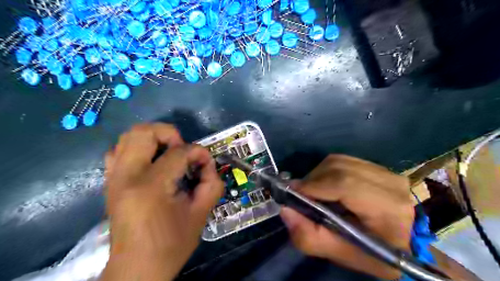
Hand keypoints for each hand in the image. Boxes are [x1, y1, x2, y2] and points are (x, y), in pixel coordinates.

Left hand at [101, 124, 222, 280]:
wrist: (137, 269)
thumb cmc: (171, 244)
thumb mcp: (201, 214)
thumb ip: (212, 183)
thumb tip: (208, 163)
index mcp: (150, 186)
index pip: (178, 152)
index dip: (198, 152)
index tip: (207, 163)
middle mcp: (126, 176)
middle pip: (145, 132)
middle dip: (170, 134)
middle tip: (183, 151)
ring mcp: (114, 177)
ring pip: (128, 136)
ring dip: (154, 138)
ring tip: (169, 154)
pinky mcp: (110, 182)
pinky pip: (119, 150)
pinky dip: (138, 148)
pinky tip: (152, 162)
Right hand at [280, 154, 413, 279]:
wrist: (402, 243)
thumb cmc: (373, 253)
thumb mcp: (340, 253)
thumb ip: (310, 236)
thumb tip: (285, 210)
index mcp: (387, 208)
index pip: (344, 184)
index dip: (314, 185)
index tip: (292, 192)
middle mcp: (389, 183)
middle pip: (338, 168)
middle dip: (312, 180)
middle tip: (301, 194)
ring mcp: (385, 171)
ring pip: (338, 161)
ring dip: (318, 175)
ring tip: (313, 191)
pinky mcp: (378, 167)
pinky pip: (343, 161)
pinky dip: (327, 171)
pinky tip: (326, 186)